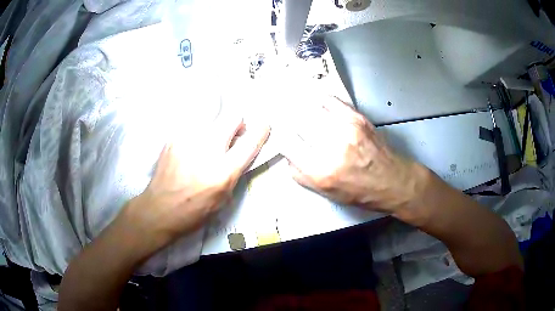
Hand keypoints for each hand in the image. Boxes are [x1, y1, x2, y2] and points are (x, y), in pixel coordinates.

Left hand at [121, 118, 269, 250]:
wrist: (159, 209)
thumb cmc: (193, 211)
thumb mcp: (223, 198)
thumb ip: (234, 172)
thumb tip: (240, 152)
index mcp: (223, 171)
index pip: (250, 142)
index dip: (261, 131)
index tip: (264, 127)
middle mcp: (207, 149)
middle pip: (232, 117)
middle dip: (238, 124)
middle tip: (232, 136)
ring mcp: (188, 139)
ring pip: (213, 118)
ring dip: (216, 128)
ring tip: (207, 144)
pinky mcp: (174, 137)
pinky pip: (194, 125)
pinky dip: (199, 133)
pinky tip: (191, 148)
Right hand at [281, 97, 426, 213]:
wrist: (392, 181)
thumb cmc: (359, 192)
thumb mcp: (325, 193)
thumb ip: (300, 174)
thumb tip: (288, 154)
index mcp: (320, 171)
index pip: (287, 143)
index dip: (280, 136)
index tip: (280, 133)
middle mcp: (331, 147)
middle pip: (297, 121)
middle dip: (287, 118)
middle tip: (282, 114)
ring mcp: (346, 129)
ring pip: (311, 108)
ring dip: (300, 106)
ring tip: (293, 103)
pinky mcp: (357, 118)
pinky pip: (330, 100)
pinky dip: (318, 99)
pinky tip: (314, 100)